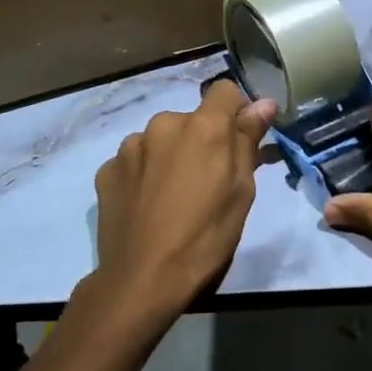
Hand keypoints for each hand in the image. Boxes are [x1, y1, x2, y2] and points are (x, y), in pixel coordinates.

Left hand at [92, 79, 278, 324]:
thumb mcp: (241, 190)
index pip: (224, 91)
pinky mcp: (107, 169)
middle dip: (200, 141)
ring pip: (160, 140)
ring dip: (169, 156)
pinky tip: (146, 206)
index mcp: (203, 126)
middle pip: (191, 120)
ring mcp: (131, 146)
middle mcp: (164, 123)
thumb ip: (248, 139)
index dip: (235, 111)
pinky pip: (134, 162)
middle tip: (205, 182)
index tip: (238, 141)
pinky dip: (143, 175)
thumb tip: (264, 102)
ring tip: (171, 198)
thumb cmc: (206, 236)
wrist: (143, 279)